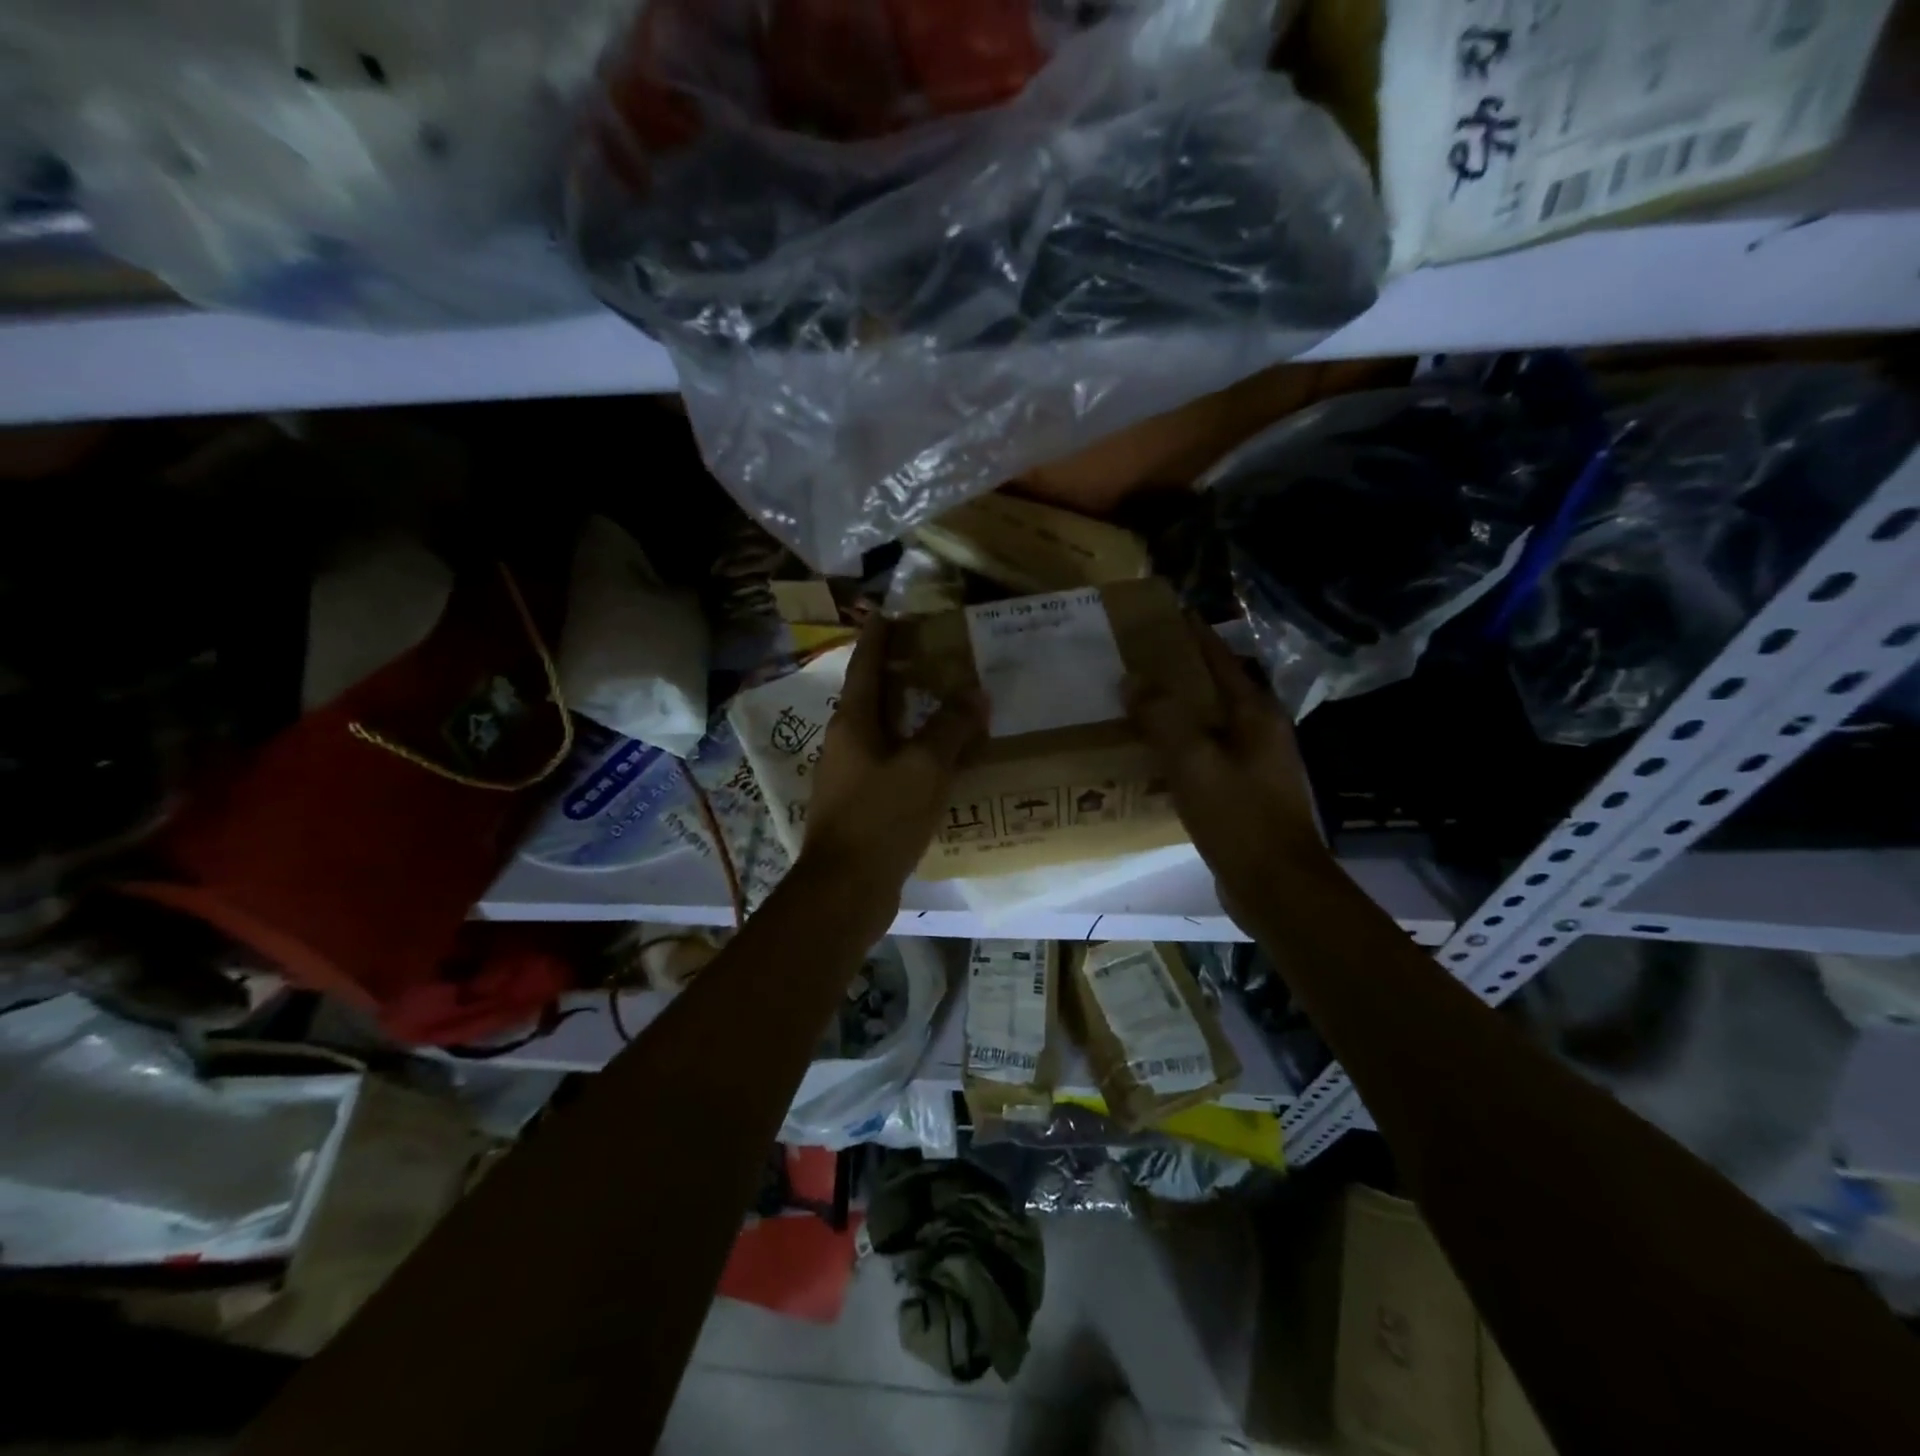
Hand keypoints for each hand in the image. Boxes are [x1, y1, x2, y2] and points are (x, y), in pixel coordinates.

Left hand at [797, 615, 986, 905]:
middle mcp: (847, 744)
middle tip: (940, 658)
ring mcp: (852, 777)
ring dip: (915, 719)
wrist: (846, 889)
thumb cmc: (880, 818)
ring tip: (951, 706)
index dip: (879, 637)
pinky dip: (919, 756)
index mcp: (853, 724)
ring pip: (888, 735)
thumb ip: (950, 728)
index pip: (866, 665)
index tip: (892, 612)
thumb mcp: (924, 768)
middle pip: (876, 698)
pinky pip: (895, 767)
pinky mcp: (864, 807)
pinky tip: (946, 763)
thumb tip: (974, 693)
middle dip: (904, 676)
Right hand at [1125, 618, 1329, 911]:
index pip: (1219, 659)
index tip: (1162, 616)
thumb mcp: (1194, 763)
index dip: (1192, 635)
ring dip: (1175, 713)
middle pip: (1214, 689)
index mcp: (1255, 713)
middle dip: (1177, 674)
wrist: (1276, 886)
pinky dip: (1178, 748)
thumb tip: (1133, 679)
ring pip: (1207, 724)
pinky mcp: (1243, 792)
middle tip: (1132, 663)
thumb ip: (1163, 718)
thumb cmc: (1239, 817)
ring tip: (1133, 705)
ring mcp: (1254, 763)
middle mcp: (1259, 731)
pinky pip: (1204, 756)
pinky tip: (1150, 757)